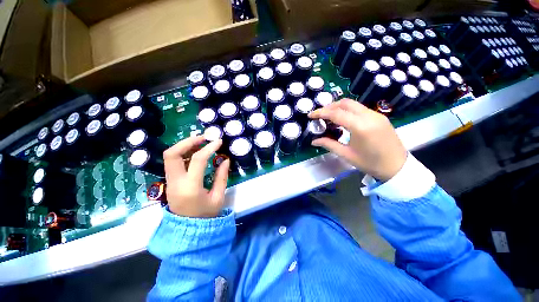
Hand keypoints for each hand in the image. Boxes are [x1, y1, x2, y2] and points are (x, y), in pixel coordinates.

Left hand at [163, 136, 229, 217]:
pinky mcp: (169, 182)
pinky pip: (173, 162)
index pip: (197, 160)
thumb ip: (222, 177)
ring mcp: (169, 182)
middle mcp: (175, 182)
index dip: (209, 148)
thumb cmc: (206, 215)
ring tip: (200, 143)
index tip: (218, 141)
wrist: (188, 230)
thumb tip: (225, 160)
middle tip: (203, 138)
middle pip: (172, 154)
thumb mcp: (218, 197)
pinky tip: (195, 154)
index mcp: (190, 187)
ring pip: (170, 156)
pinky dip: (183, 153)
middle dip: (188, 142)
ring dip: (185, 146)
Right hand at [309, 99, 406, 180]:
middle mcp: (369, 116)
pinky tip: (343, 119)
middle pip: (345, 103)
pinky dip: (348, 110)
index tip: (310, 115)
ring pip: (353, 104)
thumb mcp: (346, 155)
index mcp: (360, 127)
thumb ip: (329, 144)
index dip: (321, 113)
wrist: (397, 166)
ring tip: (328, 117)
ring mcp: (376, 115)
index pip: (336, 113)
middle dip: (329, 106)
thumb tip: (314, 141)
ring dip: (338, 107)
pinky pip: (360, 108)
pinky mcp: (379, 116)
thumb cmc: (370, 163)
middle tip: (319, 115)